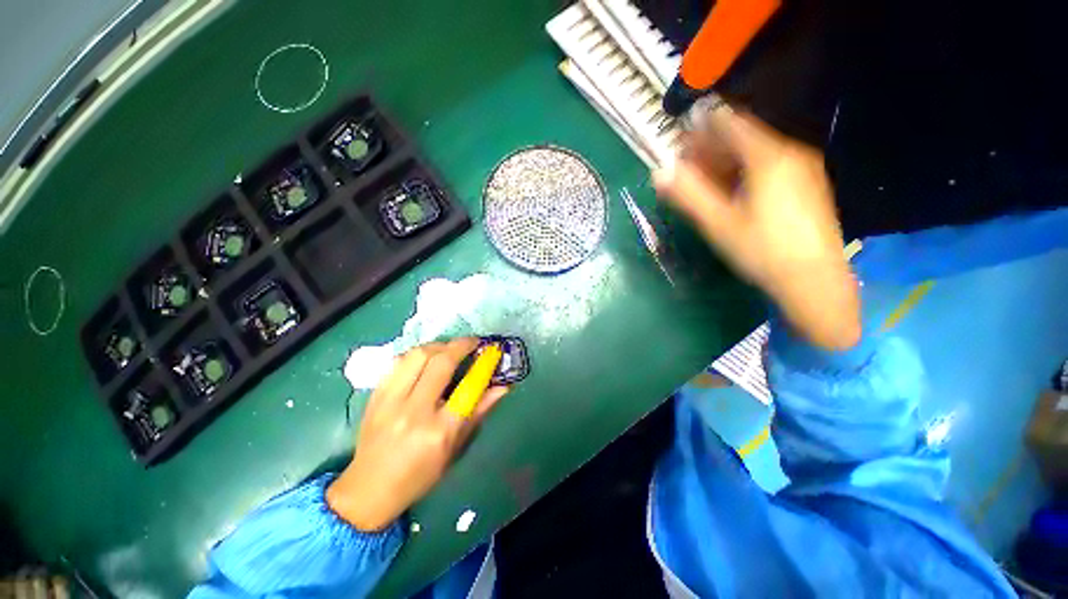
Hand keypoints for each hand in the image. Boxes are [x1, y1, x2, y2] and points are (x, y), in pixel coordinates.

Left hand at [327, 338, 507, 531]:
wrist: (368, 489)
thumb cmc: (419, 475)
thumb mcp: (455, 448)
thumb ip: (479, 412)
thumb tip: (503, 387)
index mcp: (438, 431)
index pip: (468, 387)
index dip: (483, 364)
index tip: (490, 351)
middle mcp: (413, 411)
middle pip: (440, 362)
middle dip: (460, 345)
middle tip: (472, 343)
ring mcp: (390, 402)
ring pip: (417, 355)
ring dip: (438, 346)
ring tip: (448, 349)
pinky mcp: (375, 396)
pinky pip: (398, 362)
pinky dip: (416, 355)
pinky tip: (425, 359)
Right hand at [653, 107, 860, 349]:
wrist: (813, 280)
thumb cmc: (762, 251)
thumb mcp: (718, 223)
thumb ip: (688, 195)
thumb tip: (659, 173)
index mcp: (768, 157)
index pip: (730, 123)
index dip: (701, 126)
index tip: (679, 136)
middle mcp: (789, 153)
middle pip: (742, 137)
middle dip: (709, 146)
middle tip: (683, 161)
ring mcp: (801, 168)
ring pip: (754, 153)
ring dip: (724, 160)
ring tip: (700, 176)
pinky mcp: (805, 185)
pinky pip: (767, 166)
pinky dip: (743, 171)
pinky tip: (729, 188)